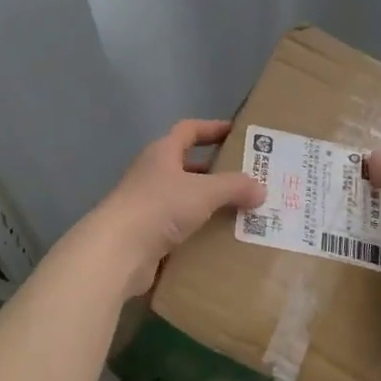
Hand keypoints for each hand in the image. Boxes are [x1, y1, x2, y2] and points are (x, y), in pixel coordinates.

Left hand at [82, 119, 264, 299]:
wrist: (118, 251)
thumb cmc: (160, 207)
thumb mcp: (204, 191)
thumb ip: (235, 186)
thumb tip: (261, 189)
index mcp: (162, 153)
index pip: (189, 130)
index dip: (213, 128)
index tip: (239, 133)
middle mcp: (153, 174)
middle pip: (189, 166)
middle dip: (218, 172)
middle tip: (250, 180)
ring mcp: (148, 205)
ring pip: (187, 199)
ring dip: (212, 204)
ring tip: (244, 212)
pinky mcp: (148, 235)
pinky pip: (181, 228)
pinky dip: (201, 231)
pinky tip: (223, 240)